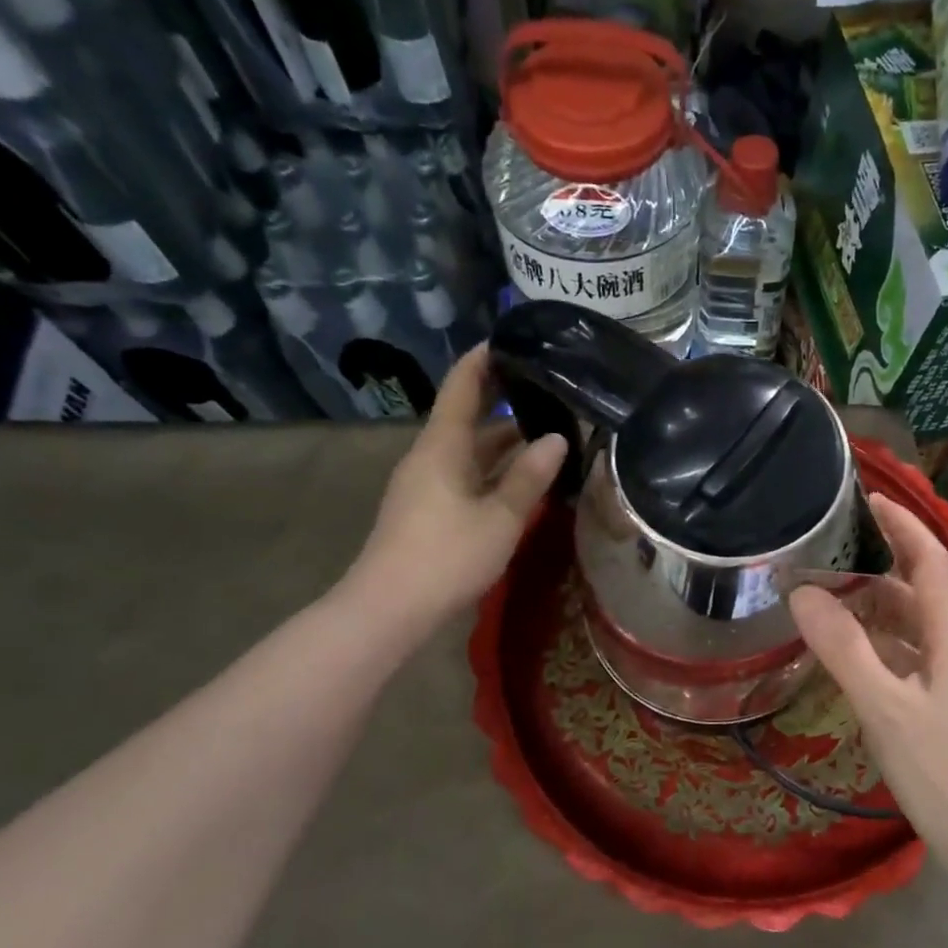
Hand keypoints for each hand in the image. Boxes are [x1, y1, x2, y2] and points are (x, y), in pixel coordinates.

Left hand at [343, 346, 566, 628]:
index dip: (483, 360)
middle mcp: (431, 457)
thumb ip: (529, 477)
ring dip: (504, 442)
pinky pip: (467, 476)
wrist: (390, 608)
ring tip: (549, 432)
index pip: (462, 386)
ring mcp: (427, 485)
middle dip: (504, 401)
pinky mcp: (429, 511)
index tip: (510, 339)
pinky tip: (523, 479)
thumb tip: (557, 439)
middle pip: (468, 417)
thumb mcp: (499, 517)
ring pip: (470, 451)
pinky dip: (495, 470)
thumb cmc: (447, 555)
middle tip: (547, 389)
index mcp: (442, 446)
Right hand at [789, 494, 947, 854]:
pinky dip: (877, 639)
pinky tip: (848, 650)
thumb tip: (802, 593)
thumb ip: (843, 648)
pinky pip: (906, 653)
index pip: (933, 562)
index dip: (905, 526)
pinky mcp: (940, 704)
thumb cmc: (939, 770)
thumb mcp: (883, 706)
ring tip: (828, 594)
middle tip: (832, 550)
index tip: (869, 500)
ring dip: (875, 603)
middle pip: (923, 588)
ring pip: (913, 623)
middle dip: (882, 562)